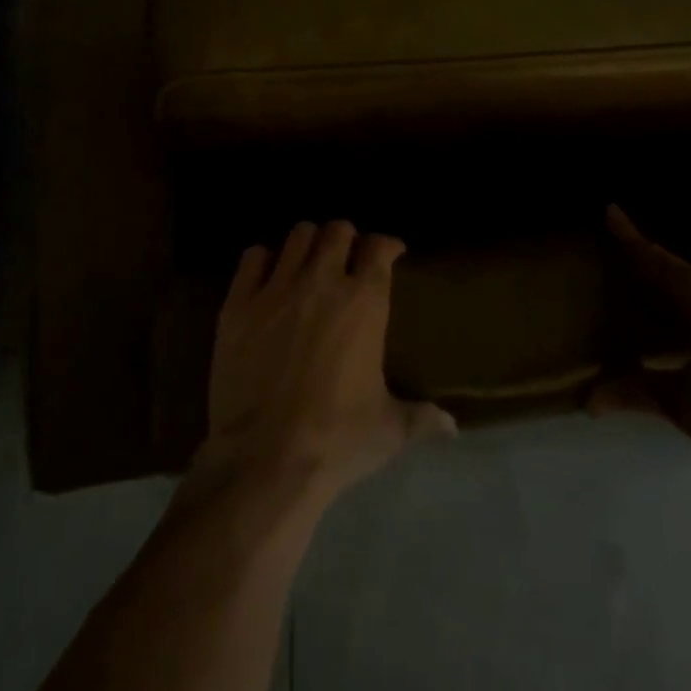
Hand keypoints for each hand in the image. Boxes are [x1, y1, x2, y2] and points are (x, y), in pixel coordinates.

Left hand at [194, 220, 455, 504]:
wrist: (265, 459)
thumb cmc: (336, 440)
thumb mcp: (388, 430)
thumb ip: (421, 418)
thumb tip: (452, 426)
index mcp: (364, 303)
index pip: (379, 248)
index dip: (387, 245)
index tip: (390, 252)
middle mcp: (322, 282)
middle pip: (337, 230)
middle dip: (346, 237)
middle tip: (347, 255)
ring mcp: (277, 289)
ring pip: (297, 235)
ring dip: (308, 242)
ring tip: (309, 259)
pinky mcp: (239, 303)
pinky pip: (252, 257)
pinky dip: (264, 259)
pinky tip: (268, 275)